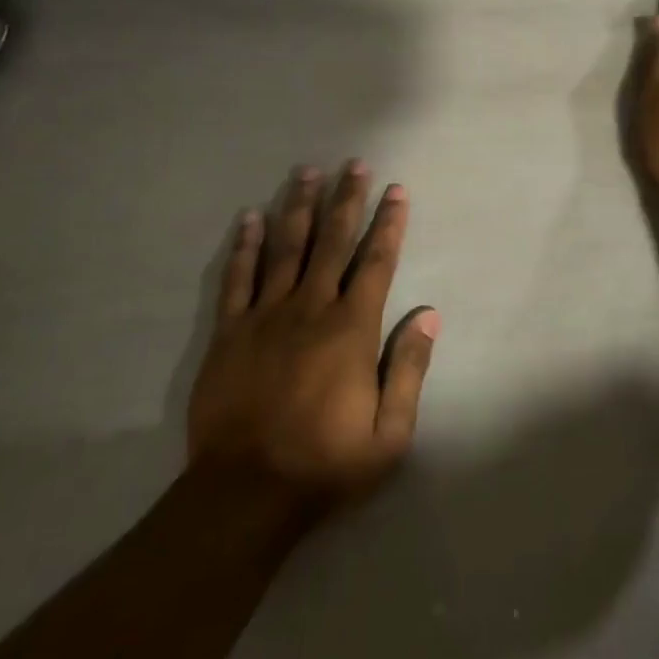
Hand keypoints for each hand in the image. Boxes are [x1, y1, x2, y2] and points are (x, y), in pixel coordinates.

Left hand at [186, 162, 438, 519]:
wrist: (245, 494)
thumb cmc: (326, 464)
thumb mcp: (390, 433)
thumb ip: (409, 368)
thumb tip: (429, 314)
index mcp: (351, 329)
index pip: (376, 262)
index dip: (389, 224)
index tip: (396, 190)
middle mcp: (310, 309)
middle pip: (332, 242)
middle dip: (346, 200)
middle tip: (354, 164)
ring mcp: (265, 316)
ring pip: (286, 248)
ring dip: (299, 207)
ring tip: (307, 172)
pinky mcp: (229, 332)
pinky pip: (238, 279)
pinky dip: (246, 245)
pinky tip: (250, 217)